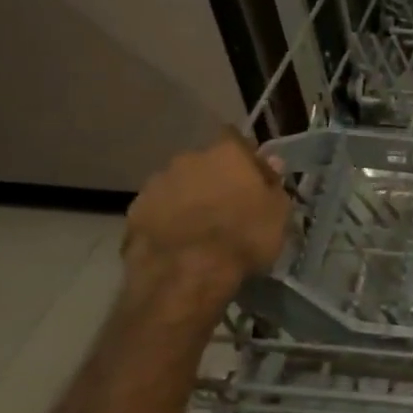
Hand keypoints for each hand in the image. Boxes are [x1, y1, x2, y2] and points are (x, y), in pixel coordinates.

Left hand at [122, 133, 290, 318]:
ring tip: (199, 229)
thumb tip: (271, 163)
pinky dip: (167, 221)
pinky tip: (177, 243)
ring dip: (188, 199)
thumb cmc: (244, 238)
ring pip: (178, 185)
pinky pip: (158, 211)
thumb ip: (273, 185)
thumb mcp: (278, 214)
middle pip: (204, 163)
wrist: (186, 273)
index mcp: (226, 153)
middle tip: (226, 207)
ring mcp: (156, 184)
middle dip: (213, 179)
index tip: (252, 177)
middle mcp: (188, 159)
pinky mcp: (134, 212)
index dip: (244, 157)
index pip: (235, 139)